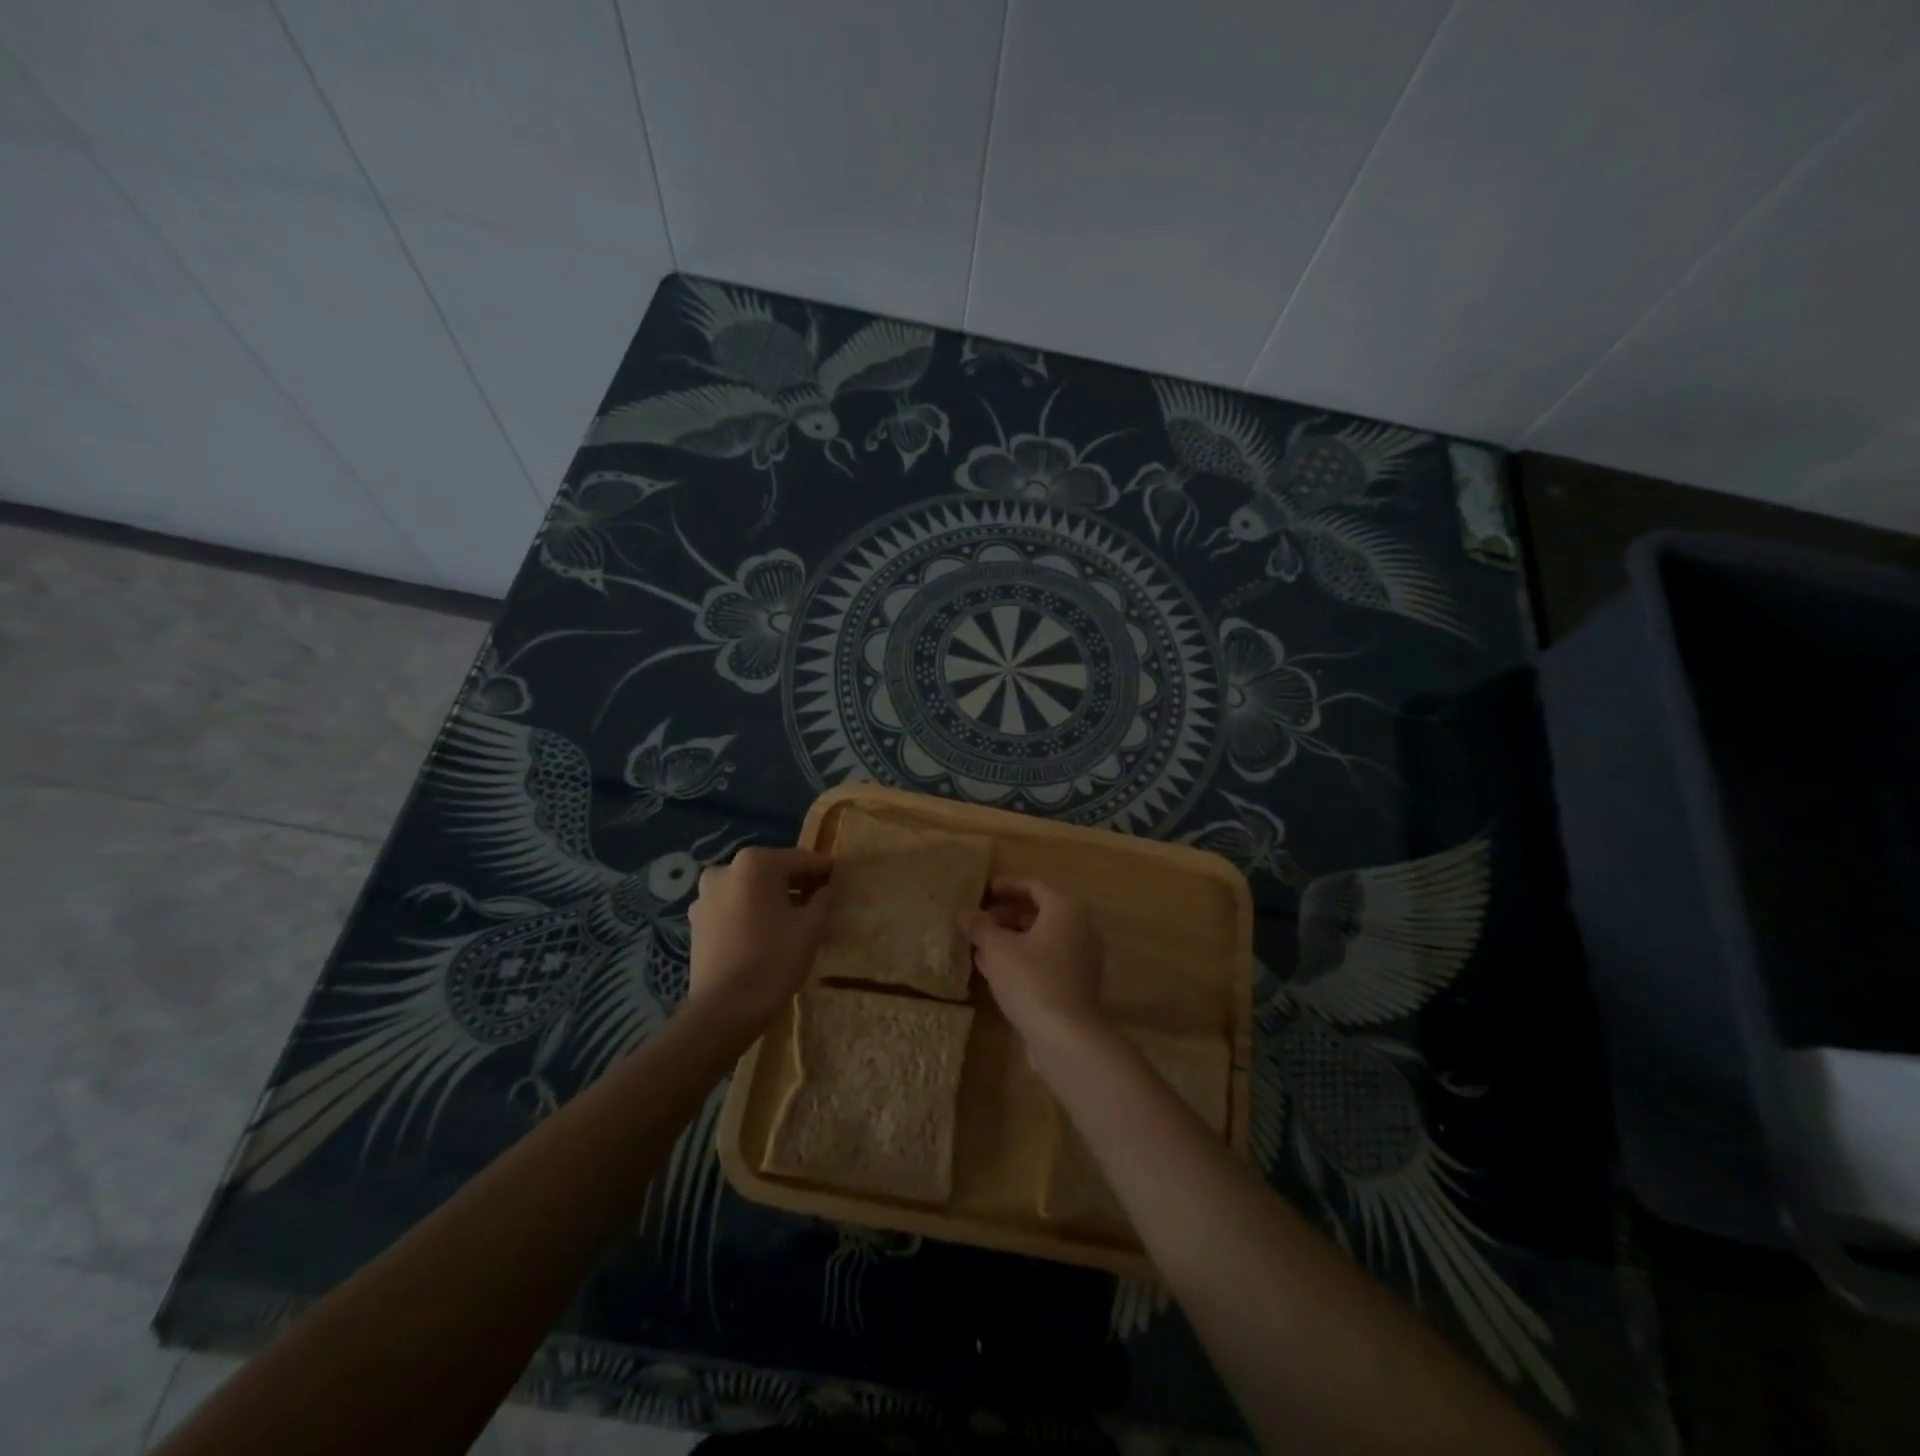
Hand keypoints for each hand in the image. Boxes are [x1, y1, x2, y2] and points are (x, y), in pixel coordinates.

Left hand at [685, 846, 833, 1033]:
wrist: (724, 1010)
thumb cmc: (774, 960)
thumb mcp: (812, 927)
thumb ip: (824, 898)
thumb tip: (828, 886)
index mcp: (755, 863)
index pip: (801, 859)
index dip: (824, 870)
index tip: (841, 879)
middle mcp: (725, 870)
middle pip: (773, 871)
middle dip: (798, 884)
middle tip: (821, 902)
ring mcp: (705, 895)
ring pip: (751, 889)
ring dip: (773, 899)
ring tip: (794, 921)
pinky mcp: (697, 921)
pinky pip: (734, 907)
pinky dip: (752, 913)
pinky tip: (767, 934)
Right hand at [963, 878, 1105, 1045]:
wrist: (1066, 1036)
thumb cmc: (1031, 979)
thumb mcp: (997, 948)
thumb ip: (980, 926)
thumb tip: (967, 914)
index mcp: (1066, 909)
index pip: (1033, 886)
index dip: (1005, 886)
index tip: (981, 892)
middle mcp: (1081, 929)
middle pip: (1039, 913)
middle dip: (1006, 915)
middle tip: (978, 920)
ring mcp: (1081, 960)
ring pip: (1041, 940)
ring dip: (1011, 940)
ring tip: (979, 945)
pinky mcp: (1076, 986)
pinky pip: (1046, 962)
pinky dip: (1022, 960)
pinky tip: (994, 971)